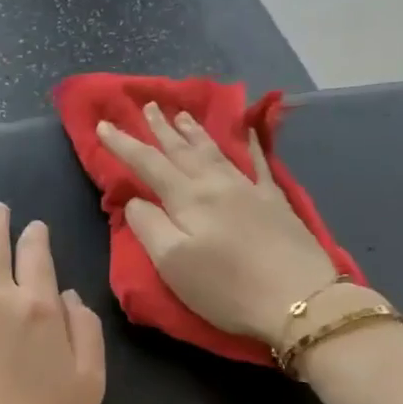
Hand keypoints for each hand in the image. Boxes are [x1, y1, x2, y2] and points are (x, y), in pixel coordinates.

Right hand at [97, 104, 340, 345]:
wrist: (298, 298)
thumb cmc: (225, 287)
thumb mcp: (172, 263)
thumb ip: (148, 226)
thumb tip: (135, 201)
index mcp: (187, 199)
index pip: (147, 164)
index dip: (123, 144)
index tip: (103, 124)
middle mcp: (216, 184)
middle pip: (182, 150)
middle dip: (161, 128)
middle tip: (148, 104)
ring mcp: (250, 189)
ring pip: (215, 151)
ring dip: (194, 132)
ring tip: (182, 114)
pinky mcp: (275, 202)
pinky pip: (258, 161)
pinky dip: (249, 143)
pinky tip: (247, 131)